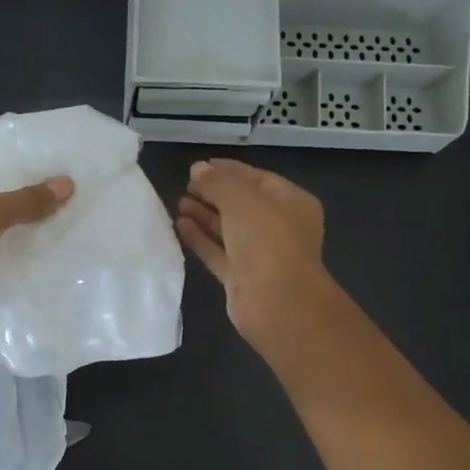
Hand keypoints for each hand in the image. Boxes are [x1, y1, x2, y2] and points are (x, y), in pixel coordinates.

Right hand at [176, 158, 335, 352]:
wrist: (276, 303)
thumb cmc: (267, 241)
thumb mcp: (242, 200)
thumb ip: (217, 182)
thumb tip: (197, 170)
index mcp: (291, 202)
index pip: (257, 179)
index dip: (228, 170)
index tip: (199, 166)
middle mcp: (278, 227)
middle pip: (241, 204)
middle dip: (214, 193)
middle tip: (185, 185)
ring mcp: (259, 254)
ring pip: (228, 229)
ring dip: (204, 215)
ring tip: (178, 202)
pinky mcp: (240, 277)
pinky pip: (218, 252)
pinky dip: (201, 239)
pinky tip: (180, 226)